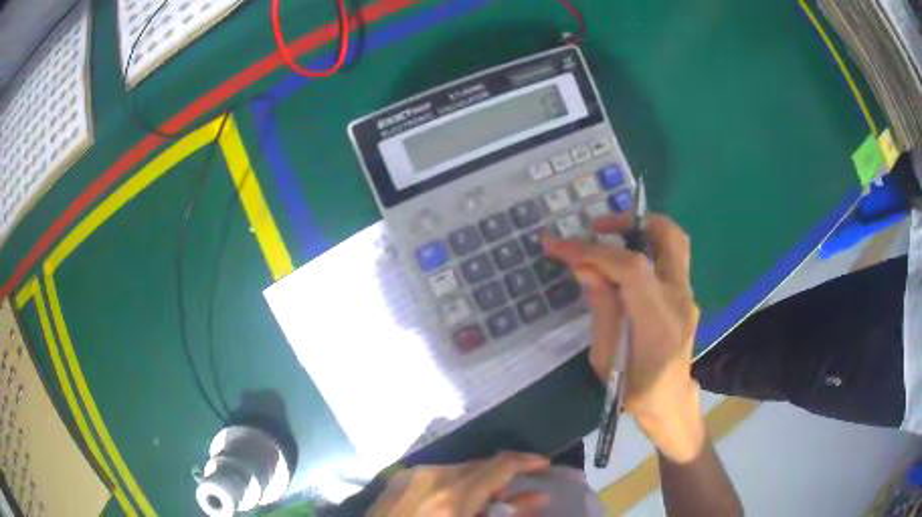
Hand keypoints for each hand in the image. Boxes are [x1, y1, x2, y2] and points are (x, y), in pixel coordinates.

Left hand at [367, 452, 550, 516]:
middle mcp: (432, 475)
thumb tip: (536, 498)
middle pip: (480, 465)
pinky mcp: (398, 479)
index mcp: (453, 494)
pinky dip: (455, 485)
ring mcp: (411, 475)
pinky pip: (438, 475)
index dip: (528, 461)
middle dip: (502, 478)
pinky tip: (455, 504)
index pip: (500, 464)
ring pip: (458, 470)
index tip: (546, 465)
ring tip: (486, 505)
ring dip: (478, 483)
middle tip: (517, 497)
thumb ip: (504, 514)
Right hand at [544, 214, 704, 462]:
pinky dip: (645, 250)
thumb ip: (600, 306)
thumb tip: (584, 266)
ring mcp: (687, 295)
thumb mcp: (605, 356)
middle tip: (598, 227)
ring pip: (674, 242)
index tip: (558, 245)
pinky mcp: (686, 296)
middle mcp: (679, 299)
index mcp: (658, 320)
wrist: (670, 402)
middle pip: (668, 236)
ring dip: (641, 230)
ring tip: (609, 238)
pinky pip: (668, 259)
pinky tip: (622, 266)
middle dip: (630, 222)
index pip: (630, 267)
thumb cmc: (634, 389)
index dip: (593, 251)